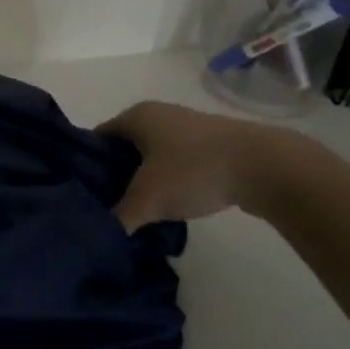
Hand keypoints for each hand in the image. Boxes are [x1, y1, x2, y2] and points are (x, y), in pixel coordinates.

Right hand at [100, 100, 306, 228]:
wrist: (266, 166)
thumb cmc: (195, 171)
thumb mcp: (148, 199)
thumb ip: (118, 217)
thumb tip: (98, 234)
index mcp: (136, 116)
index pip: (96, 139)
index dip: (86, 166)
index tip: (83, 195)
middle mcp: (158, 114)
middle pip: (123, 148)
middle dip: (114, 176)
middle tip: (106, 207)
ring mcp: (187, 127)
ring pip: (151, 156)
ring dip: (144, 180)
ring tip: (138, 210)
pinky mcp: (211, 144)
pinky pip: (176, 162)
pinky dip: (169, 181)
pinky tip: (171, 205)